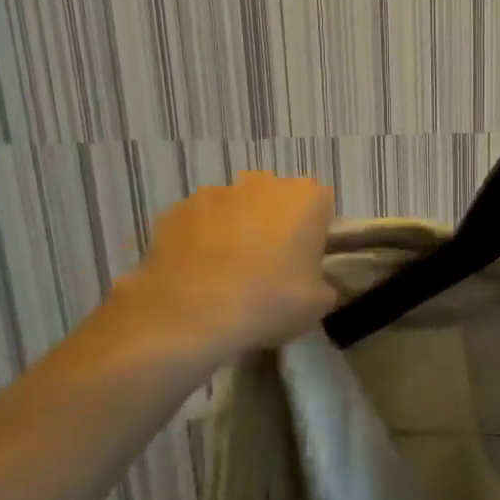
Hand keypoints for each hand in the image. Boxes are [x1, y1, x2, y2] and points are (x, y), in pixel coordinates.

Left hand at [103, 172, 335, 361]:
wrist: (189, 317)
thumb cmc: (269, 302)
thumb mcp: (320, 302)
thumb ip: (323, 280)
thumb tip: (311, 281)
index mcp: (306, 198)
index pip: (323, 206)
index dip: (316, 234)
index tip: (307, 262)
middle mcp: (262, 183)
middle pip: (278, 202)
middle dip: (276, 226)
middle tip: (271, 268)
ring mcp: (214, 193)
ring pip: (237, 209)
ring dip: (238, 230)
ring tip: (229, 274)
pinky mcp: (175, 210)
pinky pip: (200, 223)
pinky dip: (202, 240)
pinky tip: (199, 274)